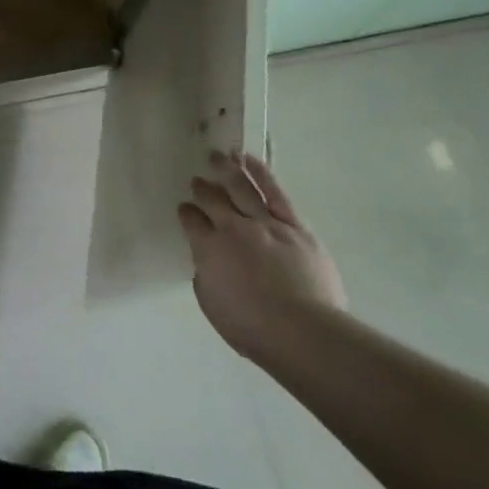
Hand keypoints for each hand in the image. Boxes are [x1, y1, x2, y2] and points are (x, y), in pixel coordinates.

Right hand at [179, 151, 347, 362]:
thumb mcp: (212, 304)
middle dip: (202, 188)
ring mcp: (265, 224)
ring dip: (226, 170)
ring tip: (217, 156)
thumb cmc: (252, 328)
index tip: (184, 209)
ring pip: (241, 188)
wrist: (303, 332)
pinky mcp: (295, 226)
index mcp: (208, 248)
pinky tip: (249, 160)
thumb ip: (206, 276)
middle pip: (213, 199)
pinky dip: (260, 174)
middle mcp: (233, 228)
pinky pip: (275, 193)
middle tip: (197, 180)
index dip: (186, 213)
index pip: (191, 221)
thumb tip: (208, 263)